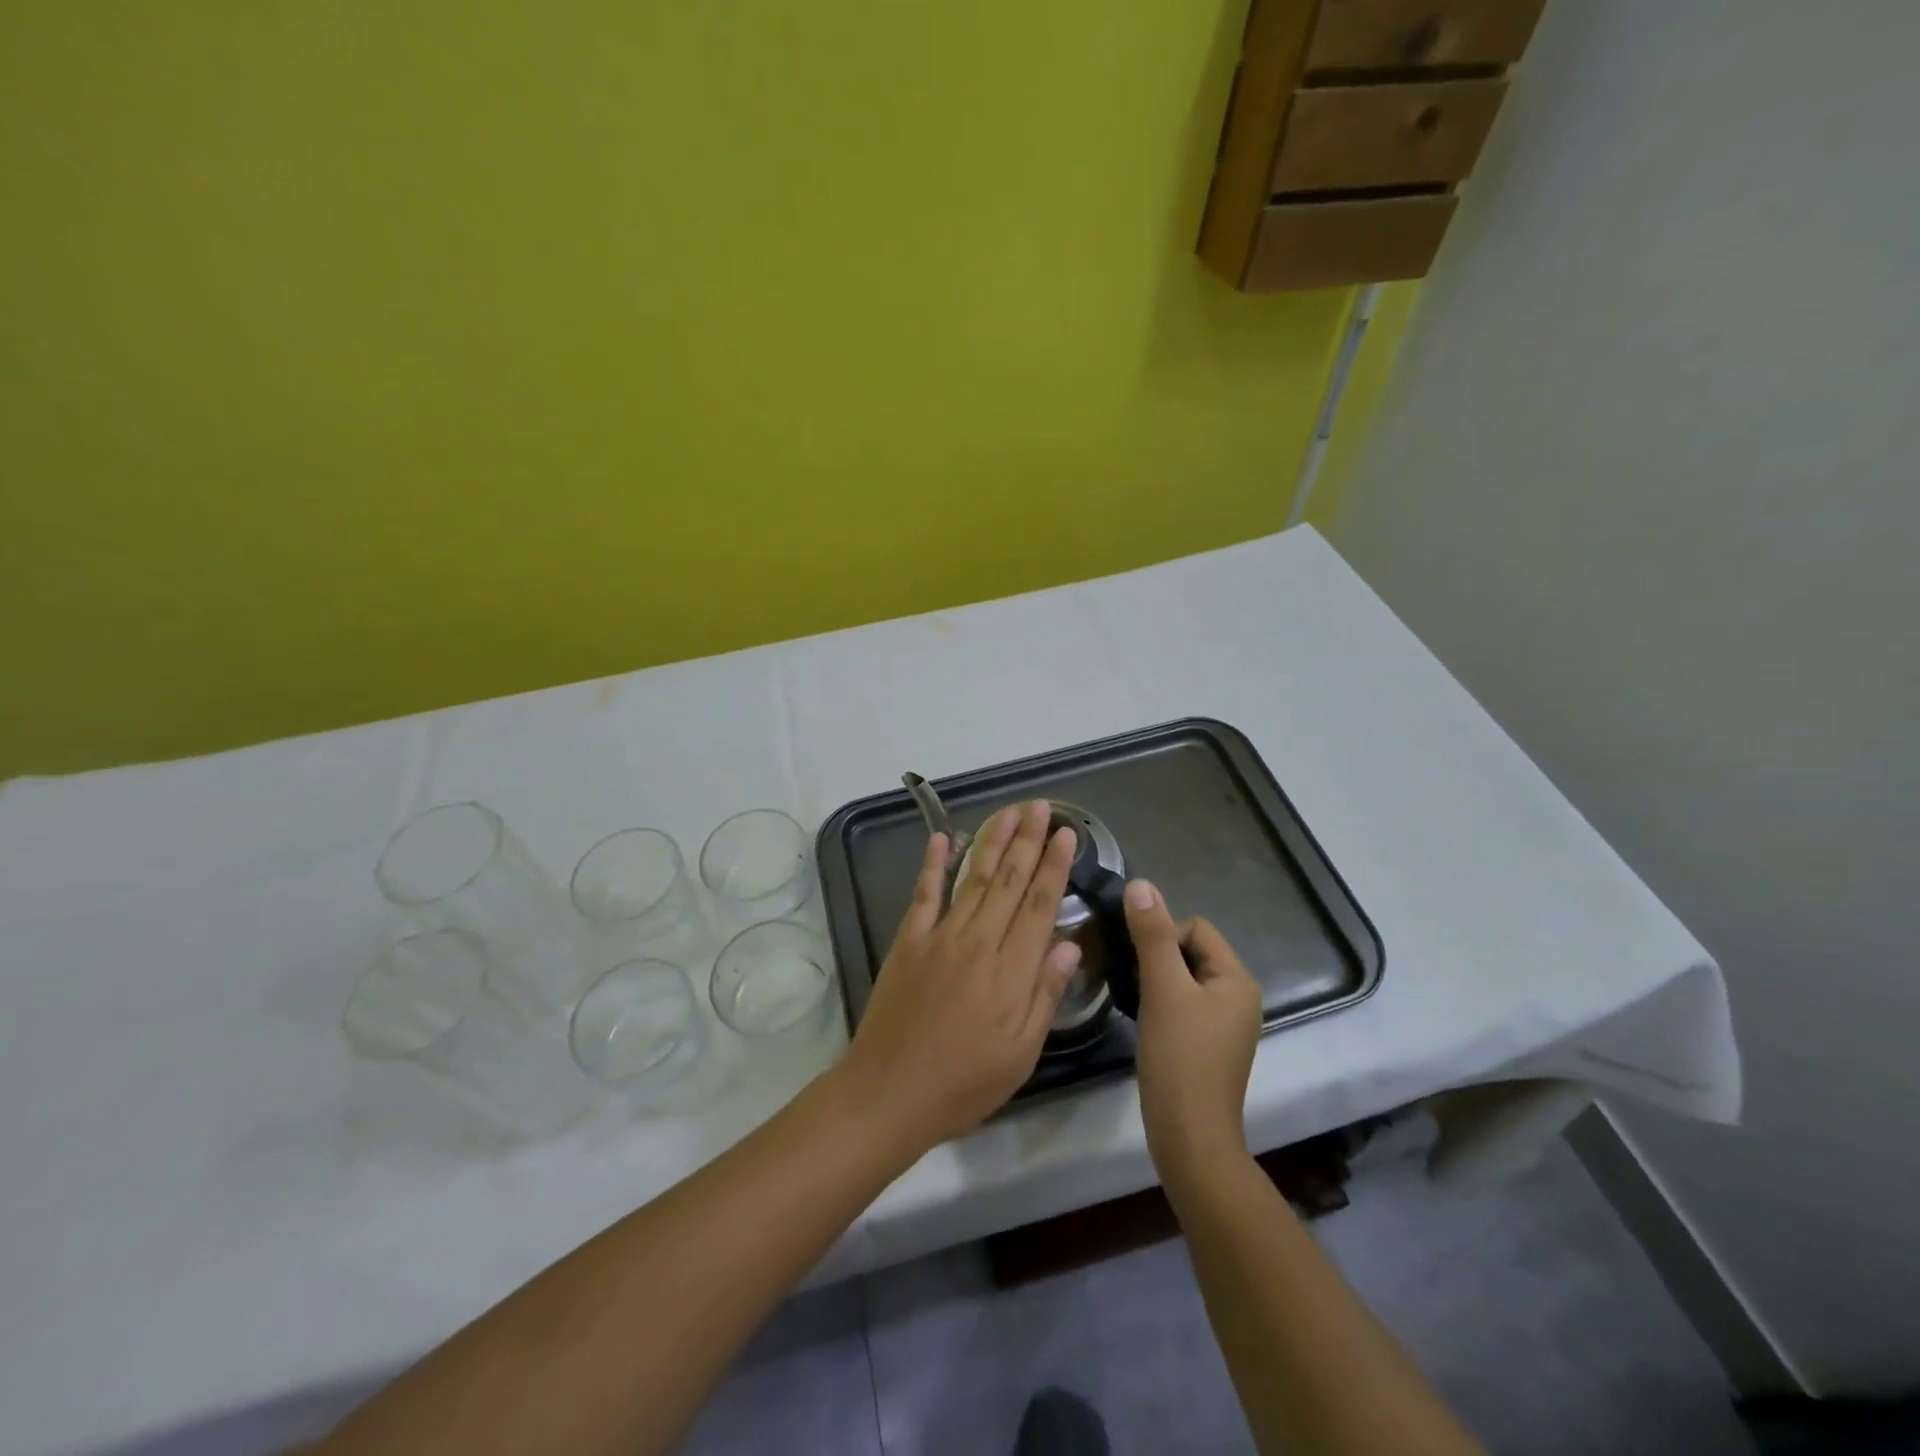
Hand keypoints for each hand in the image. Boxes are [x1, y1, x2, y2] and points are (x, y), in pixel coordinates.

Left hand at [838, 800, 1080, 1153]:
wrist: (890, 1093)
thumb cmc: (964, 1083)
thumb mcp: (1021, 1052)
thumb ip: (1045, 993)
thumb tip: (1070, 944)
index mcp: (1011, 970)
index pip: (1041, 905)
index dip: (1055, 866)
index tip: (1066, 834)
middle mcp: (979, 941)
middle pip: (1010, 881)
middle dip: (1028, 840)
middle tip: (1041, 806)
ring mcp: (940, 936)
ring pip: (974, 878)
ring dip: (993, 840)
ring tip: (1009, 811)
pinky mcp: (908, 941)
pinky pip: (924, 894)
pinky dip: (934, 864)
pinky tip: (943, 837)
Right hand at [1124, 881, 1262, 1182]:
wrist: (1190, 1136)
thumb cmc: (1179, 1056)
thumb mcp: (1162, 988)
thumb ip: (1151, 934)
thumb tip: (1140, 883)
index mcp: (1237, 978)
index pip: (1195, 928)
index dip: (1162, 936)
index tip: (1139, 965)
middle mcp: (1239, 996)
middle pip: (1190, 951)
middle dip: (1158, 958)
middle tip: (1133, 982)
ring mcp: (1226, 1023)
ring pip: (1184, 979)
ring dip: (1157, 980)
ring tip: (1136, 1000)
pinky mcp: (1210, 1045)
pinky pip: (1184, 1004)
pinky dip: (1162, 1003)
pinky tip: (1145, 1020)